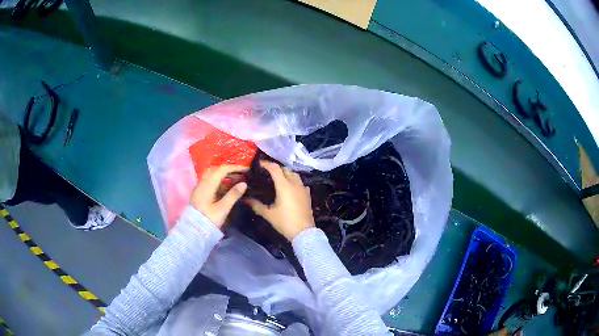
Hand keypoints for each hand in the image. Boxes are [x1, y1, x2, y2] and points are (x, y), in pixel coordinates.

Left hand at [190, 165, 248, 227]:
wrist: (194, 230)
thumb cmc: (209, 219)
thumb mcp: (223, 209)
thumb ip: (233, 195)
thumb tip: (244, 183)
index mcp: (208, 184)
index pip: (222, 169)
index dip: (235, 168)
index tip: (246, 170)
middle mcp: (202, 183)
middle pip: (216, 170)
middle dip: (229, 170)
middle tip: (241, 174)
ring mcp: (199, 188)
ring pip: (211, 176)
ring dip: (223, 175)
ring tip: (235, 180)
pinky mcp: (199, 194)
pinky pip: (209, 182)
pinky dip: (219, 181)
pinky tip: (225, 189)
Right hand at [247, 161, 314, 240]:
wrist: (304, 232)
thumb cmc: (285, 222)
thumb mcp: (269, 214)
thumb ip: (257, 205)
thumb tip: (246, 200)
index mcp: (284, 186)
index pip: (275, 169)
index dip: (267, 164)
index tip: (259, 163)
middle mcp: (294, 184)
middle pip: (286, 170)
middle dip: (277, 168)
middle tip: (267, 171)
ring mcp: (303, 189)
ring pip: (295, 175)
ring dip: (286, 173)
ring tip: (279, 177)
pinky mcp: (307, 195)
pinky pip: (301, 183)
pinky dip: (294, 181)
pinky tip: (290, 187)